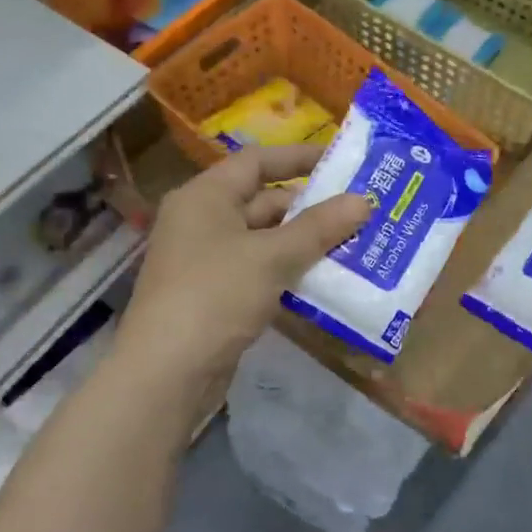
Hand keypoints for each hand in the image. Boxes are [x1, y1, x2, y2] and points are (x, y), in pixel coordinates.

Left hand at [120, 145, 370, 397]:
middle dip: (312, 208)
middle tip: (361, 210)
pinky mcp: (217, 295)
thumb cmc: (215, 296)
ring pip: (266, 241)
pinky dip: (291, 272)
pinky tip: (328, 280)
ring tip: (357, 243)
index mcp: (205, 197)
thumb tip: (363, 201)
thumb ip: (318, 228)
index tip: (342, 162)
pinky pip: (261, 271)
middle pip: (264, 202)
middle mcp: (203, 221)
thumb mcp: (271, 257)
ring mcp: (209, 261)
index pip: (256, 162)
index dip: (298, 158)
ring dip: (307, 243)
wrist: (168, 373)